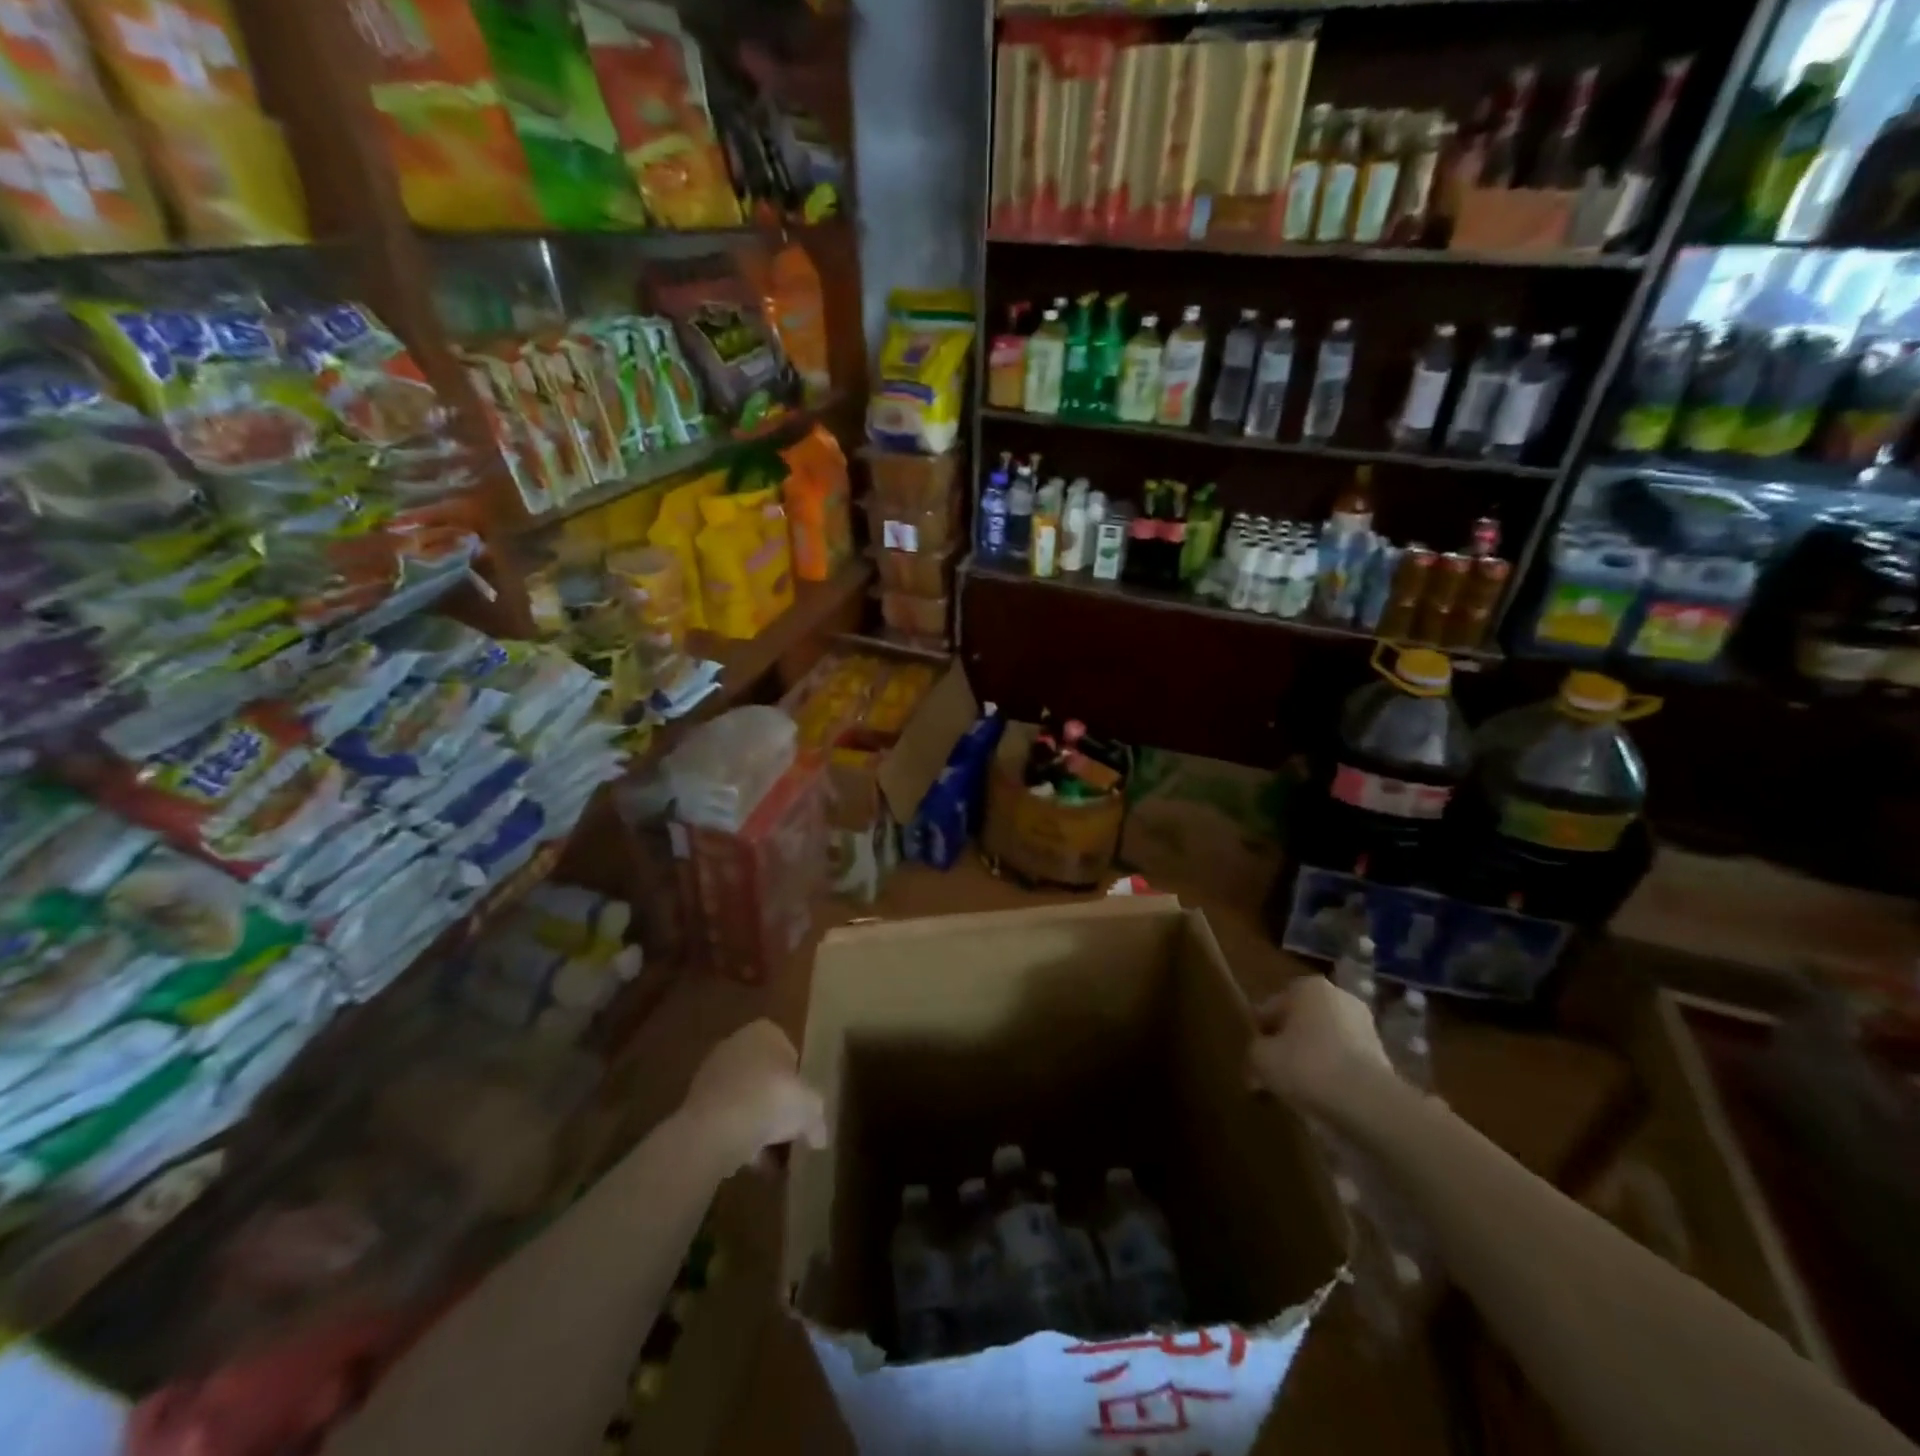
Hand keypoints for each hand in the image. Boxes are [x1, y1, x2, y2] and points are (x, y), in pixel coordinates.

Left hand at [680, 1020, 827, 1172]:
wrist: (716, 1128)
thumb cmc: (771, 1100)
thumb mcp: (810, 1108)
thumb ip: (817, 1120)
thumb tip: (819, 1137)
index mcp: (765, 1032)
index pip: (789, 1053)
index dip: (798, 1082)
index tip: (802, 1107)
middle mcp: (736, 1044)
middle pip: (764, 1078)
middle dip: (775, 1106)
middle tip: (788, 1134)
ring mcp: (712, 1073)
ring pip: (744, 1101)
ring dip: (756, 1126)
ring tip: (770, 1160)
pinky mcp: (694, 1103)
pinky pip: (725, 1119)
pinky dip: (737, 1137)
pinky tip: (749, 1163)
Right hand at [1247, 976, 1397, 1120]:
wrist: (1367, 1102)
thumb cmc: (1306, 1065)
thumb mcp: (1261, 1058)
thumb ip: (1254, 1053)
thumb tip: (1258, 1062)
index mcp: (1307, 987)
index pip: (1271, 1007)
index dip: (1260, 1033)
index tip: (1254, 1057)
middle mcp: (1338, 996)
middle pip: (1300, 1022)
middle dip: (1287, 1044)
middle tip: (1273, 1072)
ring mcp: (1365, 1026)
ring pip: (1324, 1042)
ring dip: (1311, 1060)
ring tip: (1296, 1089)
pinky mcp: (1383, 1056)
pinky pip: (1344, 1061)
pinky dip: (1332, 1075)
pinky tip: (1321, 1097)